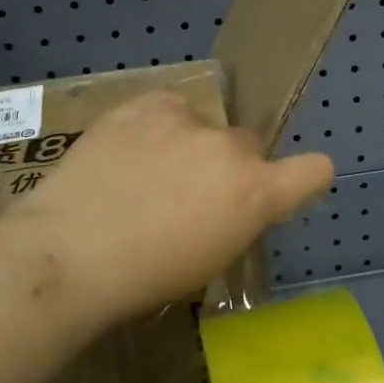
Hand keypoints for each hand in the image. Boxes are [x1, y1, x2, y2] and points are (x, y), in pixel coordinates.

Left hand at [5, 89, 332, 329]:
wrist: (70, 253)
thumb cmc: (144, 278)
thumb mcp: (211, 260)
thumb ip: (236, 219)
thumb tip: (231, 202)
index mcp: (256, 193)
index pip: (314, 170)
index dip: (305, 177)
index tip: (288, 187)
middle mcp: (232, 148)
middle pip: (248, 146)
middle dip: (229, 168)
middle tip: (187, 195)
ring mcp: (188, 120)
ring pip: (206, 126)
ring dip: (191, 144)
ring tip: (145, 173)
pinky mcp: (147, 103)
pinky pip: (170, 108)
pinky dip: (158, 126)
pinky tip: (128, 152)